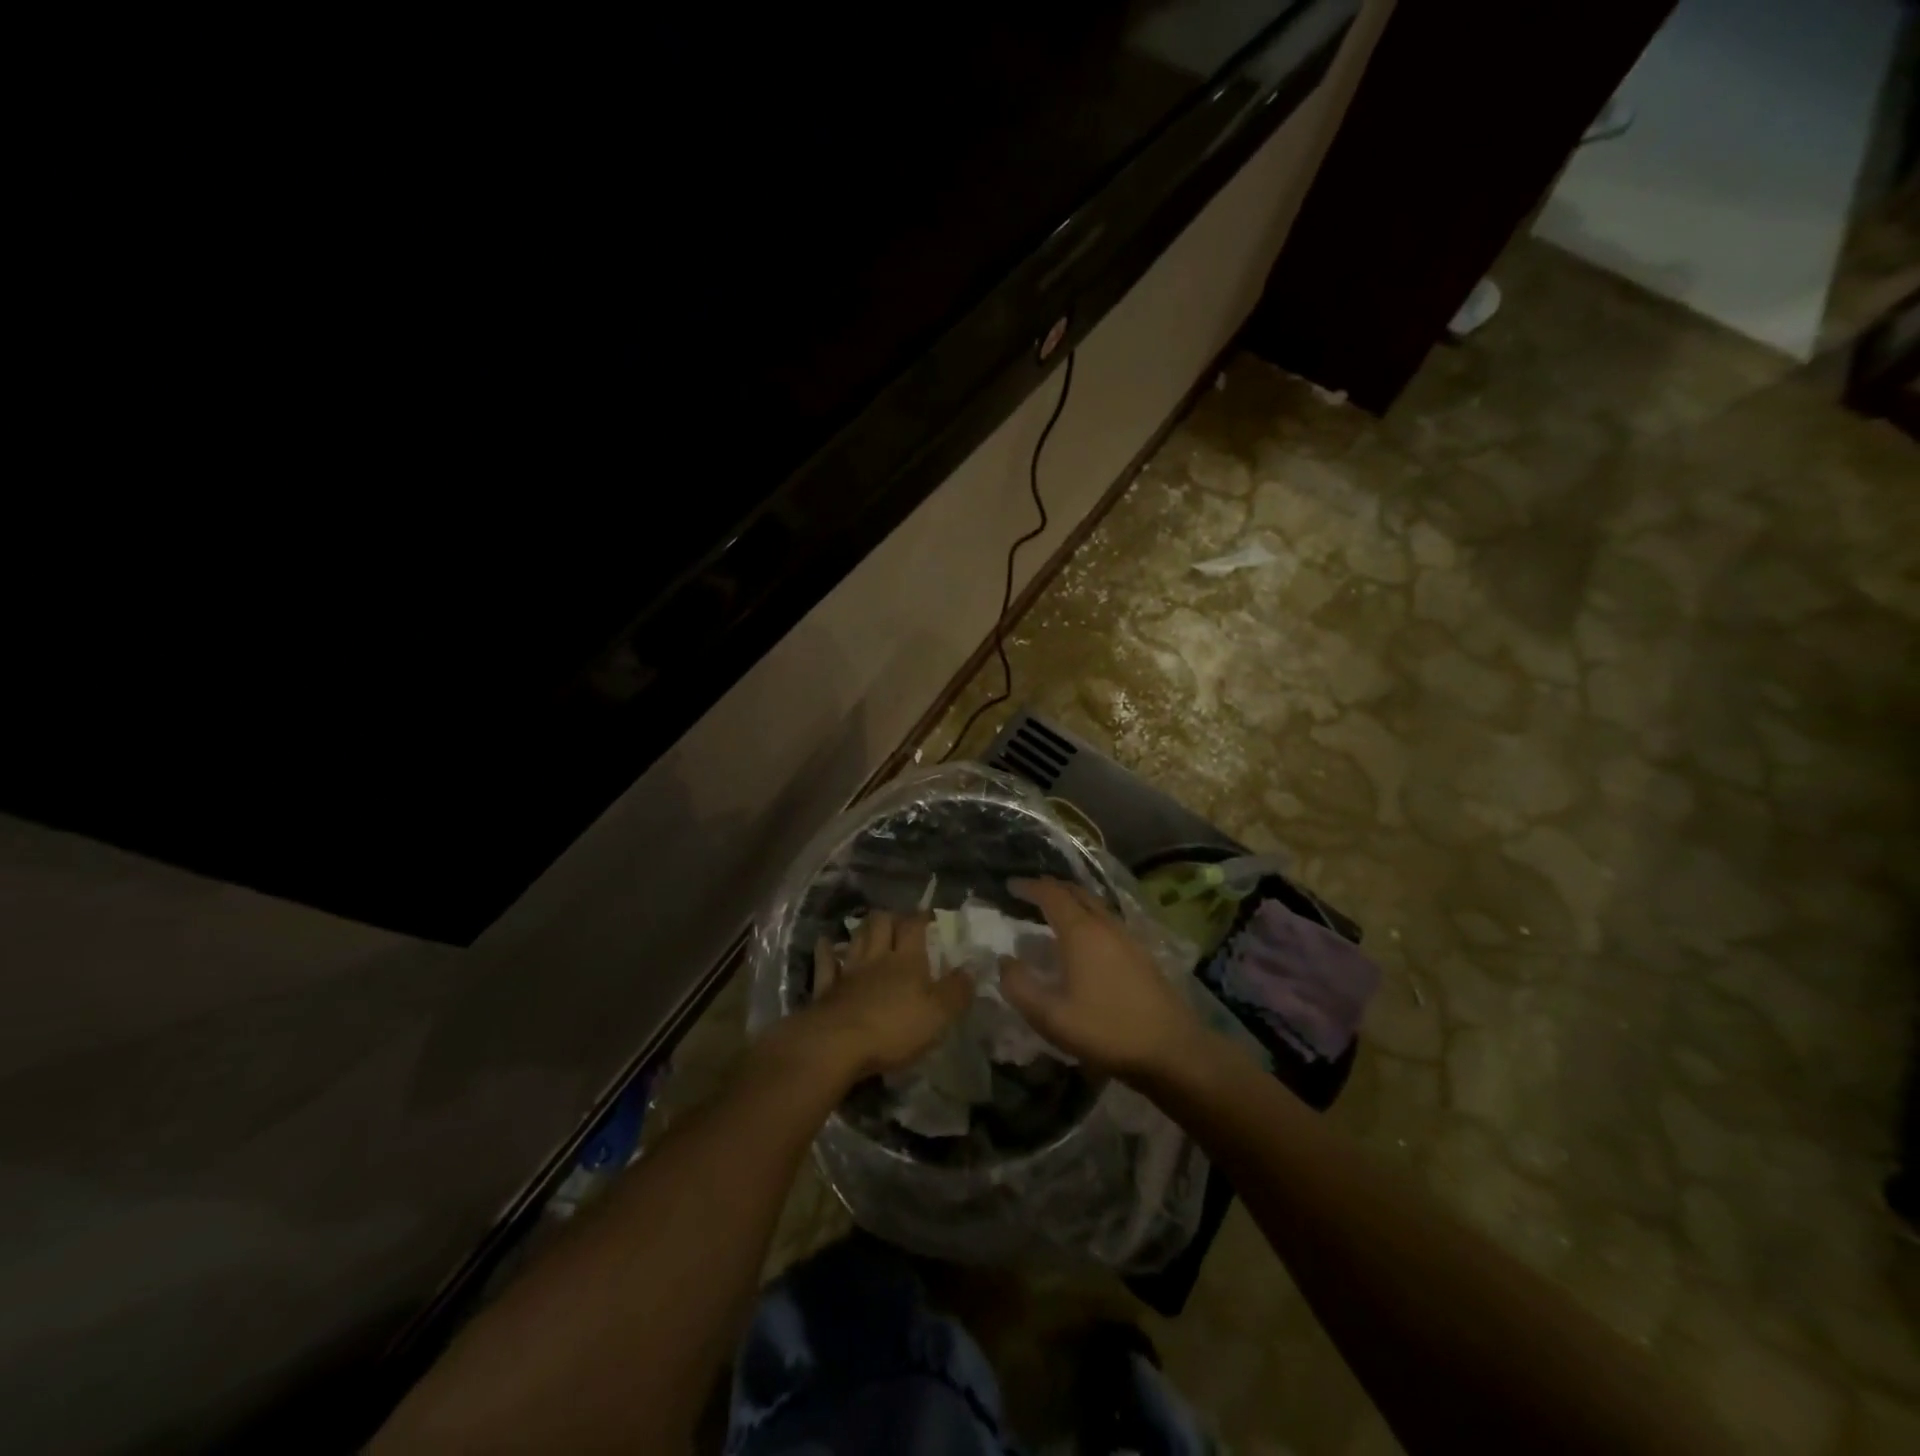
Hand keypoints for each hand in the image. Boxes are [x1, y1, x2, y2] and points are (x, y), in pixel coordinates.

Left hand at [791, 909, 973, 1080]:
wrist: (837, 1044)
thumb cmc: (894, 1028)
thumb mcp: (938, 1015)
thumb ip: (956, 991)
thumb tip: (971, 969)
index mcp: (906, 960)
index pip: (913, 926)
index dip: (921, 917)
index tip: (928, 915)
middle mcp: (876, 957)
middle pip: (880, 923)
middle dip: (890, 917)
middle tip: (898, 922)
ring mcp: (848, 971)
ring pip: (856, 938)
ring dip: (863, 929)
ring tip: (870, 927)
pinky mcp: (826, 989)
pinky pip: (825, 964)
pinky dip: (827, 952)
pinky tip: (826, 944)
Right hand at [999, 878, 1210, 1080]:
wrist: (1172, 1049)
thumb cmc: (1106, 1030)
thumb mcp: (1051, 1016)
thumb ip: (1020, 987)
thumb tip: (1005, 961)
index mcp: (1081, 932)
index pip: (1051, 895)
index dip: (1029, 887)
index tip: (1009, 885)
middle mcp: (1105, 925)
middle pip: (1076, 892)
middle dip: (1050, 888)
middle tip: (1029, 893)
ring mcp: (1127, 937)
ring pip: (1094, 905)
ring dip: (1071, 901)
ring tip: (1053, 912)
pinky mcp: (1141, 953)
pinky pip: (1106, 920)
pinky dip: (1087, 917)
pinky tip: (1084, 940)